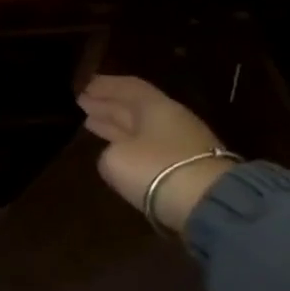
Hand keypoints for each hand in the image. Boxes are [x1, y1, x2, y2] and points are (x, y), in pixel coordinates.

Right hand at [78, 75, 232, 234]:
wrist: (208, 205)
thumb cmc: (155, 169)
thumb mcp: (115, 158)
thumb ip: (108, 149)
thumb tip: (113, 153)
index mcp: (155, 107)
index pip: (128, 86)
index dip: (104, 84)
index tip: (82, 85)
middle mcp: (170, 120)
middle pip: (134, 107)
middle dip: (107, 103)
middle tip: (80, 101)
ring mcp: (180, 146)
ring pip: (140, 128)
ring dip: (115, 123)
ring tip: (90, 121)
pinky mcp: (184, 170)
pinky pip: (147, 148)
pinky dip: (127, 144)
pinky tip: (114, 148)